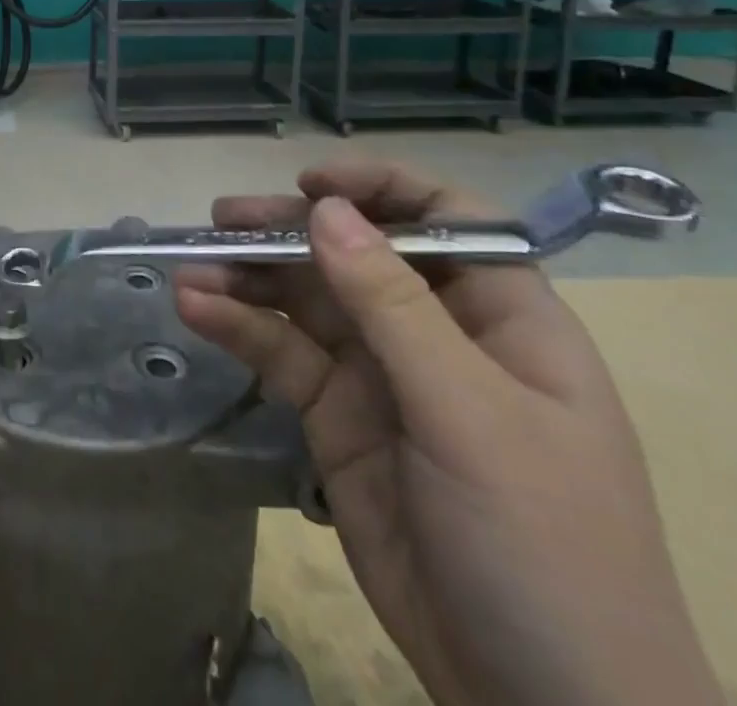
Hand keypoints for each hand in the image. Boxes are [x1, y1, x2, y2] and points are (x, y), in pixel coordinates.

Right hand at [175, 161, 721, 705]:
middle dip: (290, 231)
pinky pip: (283, 353)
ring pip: (306, 299)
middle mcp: (437, 331)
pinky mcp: (336, 416)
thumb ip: (393, 307)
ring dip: (248, 277)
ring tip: (191, 268)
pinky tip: (196, 310)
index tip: (311, 186)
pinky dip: (239, 328)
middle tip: (222, 219)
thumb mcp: (471, 417)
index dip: (380, 189)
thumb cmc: (545, 549)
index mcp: (502, 317)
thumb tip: (327, 210)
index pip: (445, 219)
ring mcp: (382, 374)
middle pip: (355, 252)